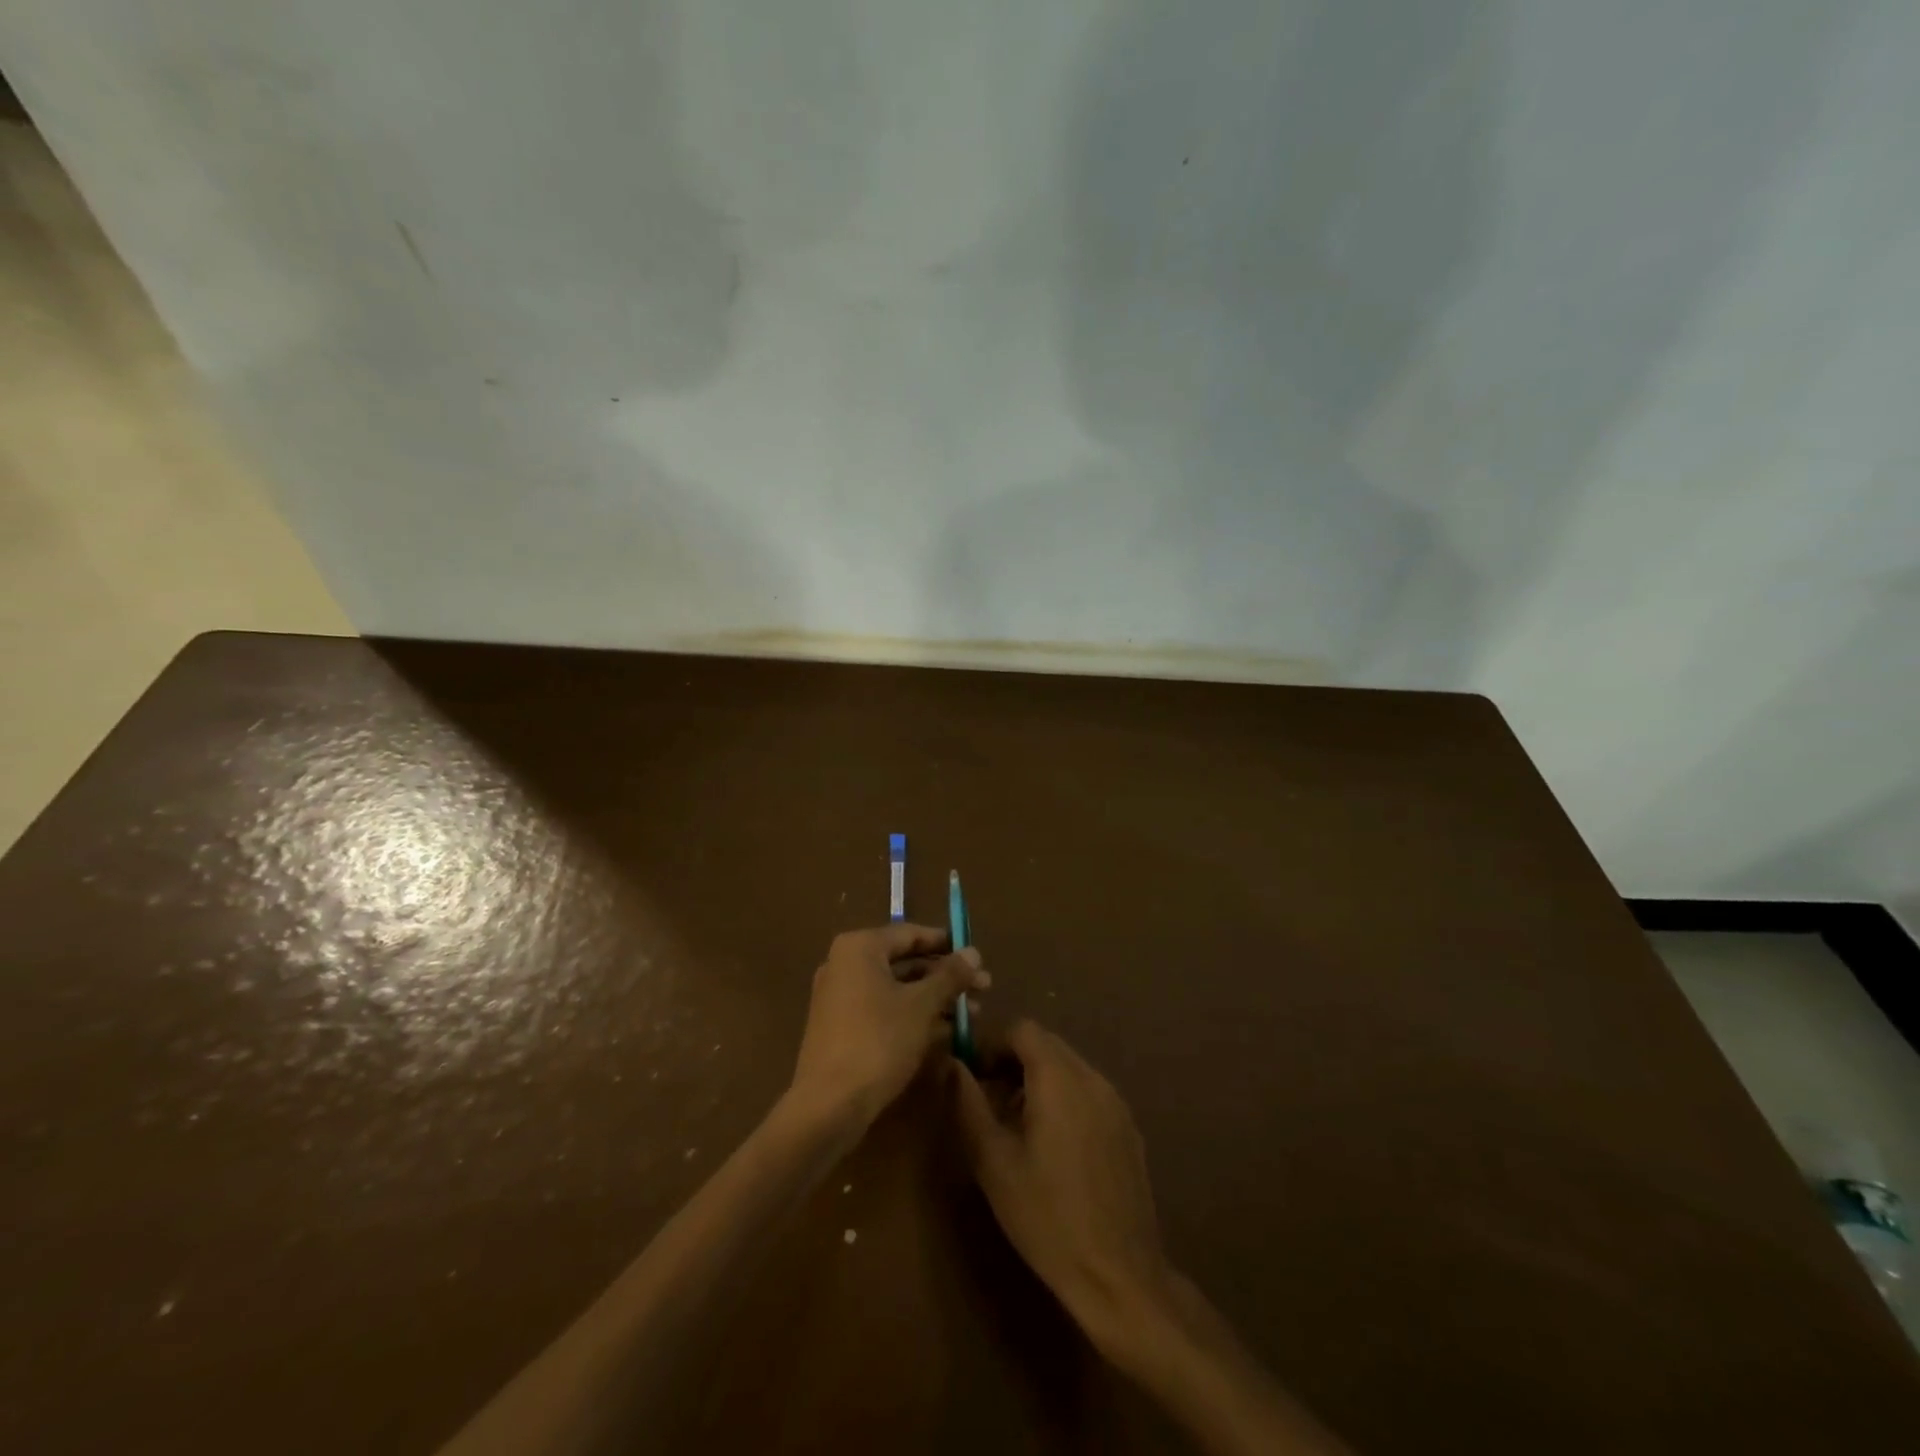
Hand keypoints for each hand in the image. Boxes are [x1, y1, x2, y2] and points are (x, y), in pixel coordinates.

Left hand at [791, 923, 986, 1129]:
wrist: (828, 1106)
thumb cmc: (878, 1042)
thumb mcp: (922, 1005)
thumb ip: (950, 976)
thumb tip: (974, 952)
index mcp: (860, 948)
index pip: (911, 934)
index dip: (947, 944)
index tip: (977, 957)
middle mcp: (845, 964)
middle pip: (905, 962)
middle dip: (946, 976)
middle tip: (983, 988)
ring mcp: (841, 997)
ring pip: (897, 988)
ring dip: (935, 998)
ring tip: (973, 1013)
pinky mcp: (842, 1027)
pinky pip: (884, 1009)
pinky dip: (913, 1015)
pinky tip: (947, 1031)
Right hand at [951, 1020, 1173, 1356]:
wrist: (1119, 1275)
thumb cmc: (1046, 1216)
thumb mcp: (992, 1160)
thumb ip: (968, 1103)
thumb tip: (951, 1064)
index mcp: (1060, 1078)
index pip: (1022, 1029)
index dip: (992, 1043)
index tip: (973, 1073)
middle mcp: (1092, 1078)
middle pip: (1047, 1045)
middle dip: (1013, 1060)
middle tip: (988, 1097)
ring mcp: (1116, 1103)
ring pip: (1069, 1068)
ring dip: (1038, 1080)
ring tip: (1015, 1123)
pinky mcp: (1128, 1128)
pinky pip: (1088, 1093)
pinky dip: (1063, 1098)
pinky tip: (1052, 1146)